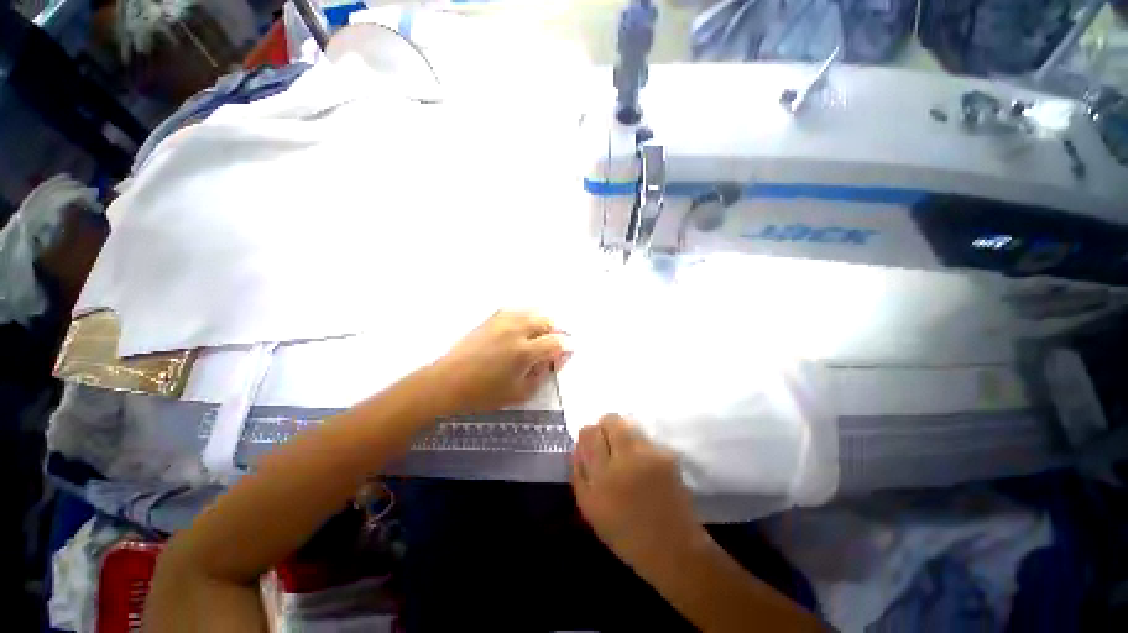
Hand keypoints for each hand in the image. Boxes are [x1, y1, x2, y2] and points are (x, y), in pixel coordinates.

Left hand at [430, 310, 568, 414]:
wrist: (447, 382)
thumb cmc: (484, 394)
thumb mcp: (520, 392)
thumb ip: (543, 374)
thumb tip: (557, 359)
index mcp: (524, 351)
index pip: (556, 342)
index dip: (566, 347)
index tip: (568, 352)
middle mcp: (516, 330)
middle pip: (547, 320)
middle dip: (556, 331)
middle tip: (554, 344)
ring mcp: (502, 321)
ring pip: (532, 311)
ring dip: (542, 322)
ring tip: (539, 336)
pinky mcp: (491, 318)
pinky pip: (516, 310)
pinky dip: (526, 317)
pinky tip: (522, 328)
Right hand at [571, 414, 703, 572]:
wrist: (673, 547)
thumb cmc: (625, 534)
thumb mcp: (590, 509)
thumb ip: (579, 473)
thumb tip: (578, 445)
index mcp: (602, 477)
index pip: (589, 433)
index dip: (589, 434)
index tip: (591, 444)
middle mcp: (626, 459)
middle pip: (611, 420)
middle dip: (606, 427)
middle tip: (607, 443)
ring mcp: (649, 455)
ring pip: (629, 425)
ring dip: (623, 434)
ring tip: (626, 454)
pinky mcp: (667, 455)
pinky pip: (645, 439)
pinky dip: (640, 445)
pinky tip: (643, 464)